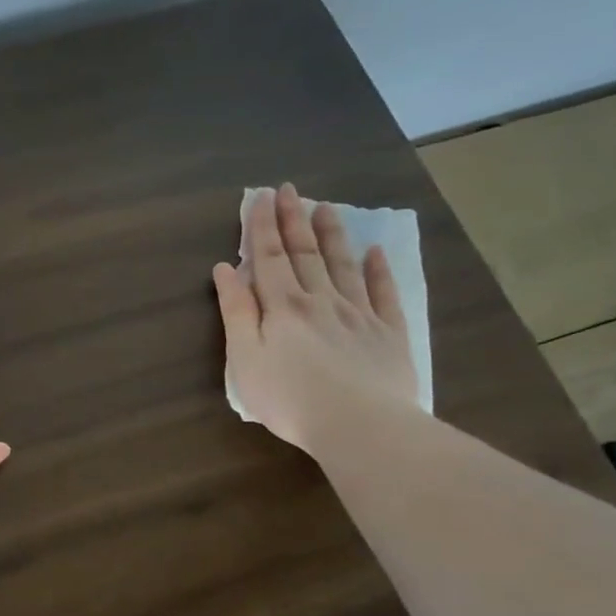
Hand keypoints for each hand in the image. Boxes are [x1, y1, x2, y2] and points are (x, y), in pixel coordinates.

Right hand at [213, 183, 419, 451]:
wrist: (360, 425)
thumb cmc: (290, 398)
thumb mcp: (245, 359)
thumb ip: (236, 312)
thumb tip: (226, 269)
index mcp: (283, 307)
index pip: (268, 258)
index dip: (262, 227)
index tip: (261, 197)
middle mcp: (321, 300)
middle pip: (305, 254)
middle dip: (293, 220)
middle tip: (289, 190)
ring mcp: (359, 314)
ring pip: (343, 265)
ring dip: (332, 235)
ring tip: (325, 208)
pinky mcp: (389, 333)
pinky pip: (384, 293)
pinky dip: (379, 270)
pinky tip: (375, 253)